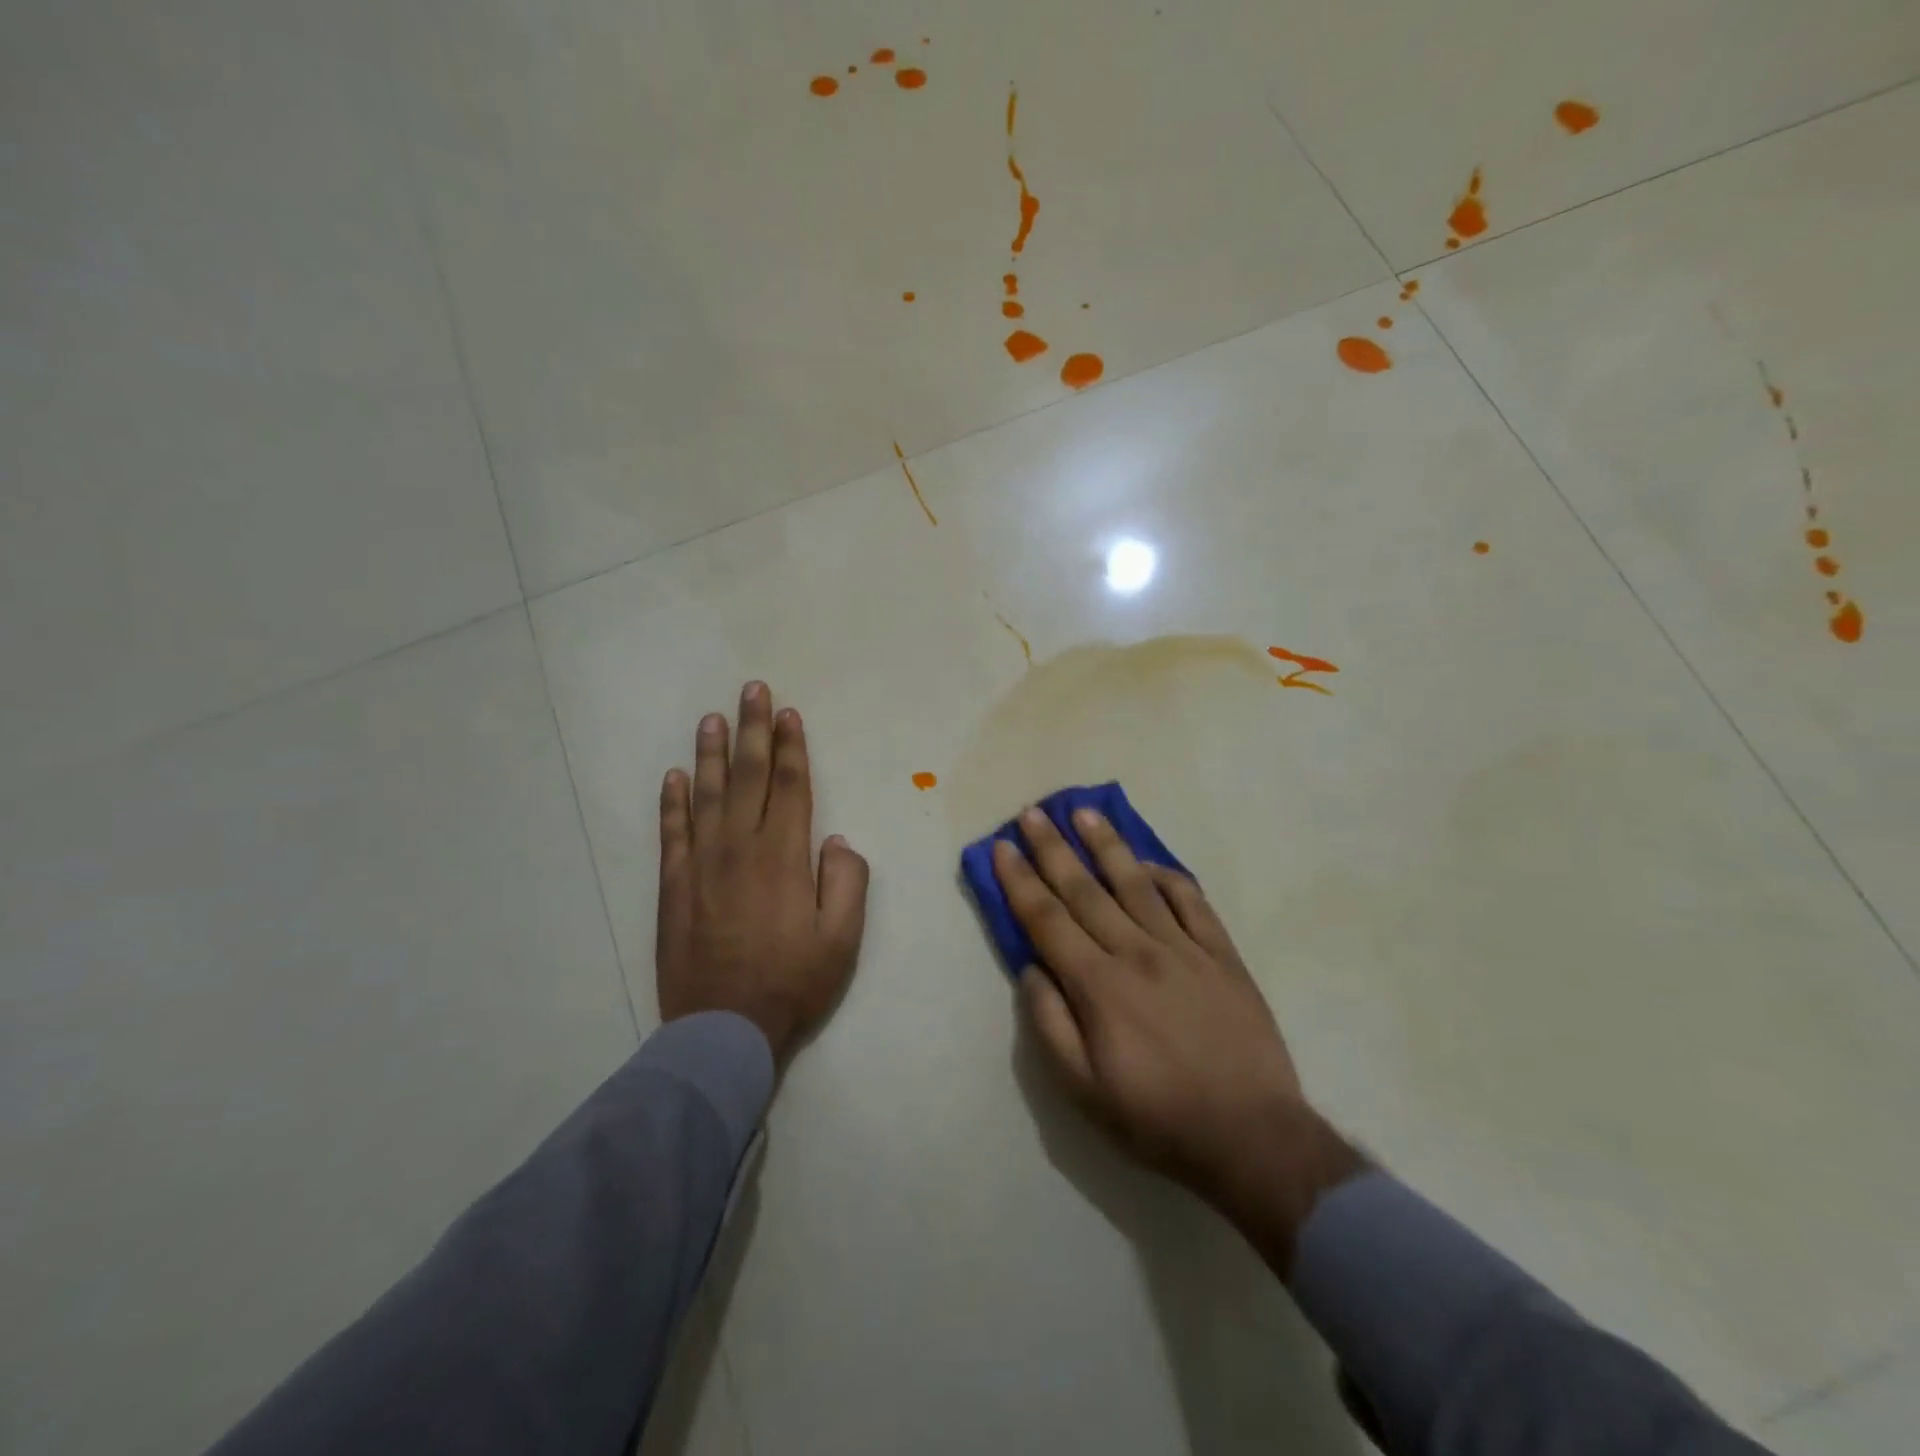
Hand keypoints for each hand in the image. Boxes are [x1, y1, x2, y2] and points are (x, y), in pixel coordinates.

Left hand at [656, 682, 869, 1063]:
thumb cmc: (792, 982)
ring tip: (712, 718)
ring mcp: (702, 864)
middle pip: (748, 776)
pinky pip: (672, 832)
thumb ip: (847, 881)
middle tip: (752, 690)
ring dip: (711, 753)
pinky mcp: (674, 886)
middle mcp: (741, 847)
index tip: (788, 714)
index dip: (791, 747)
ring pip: (707, 794)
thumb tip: (836, 840)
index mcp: (785, 856)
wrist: (723, 1028)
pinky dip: (672, 801)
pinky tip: (674, 776)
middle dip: (753, 730)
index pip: (791, 786)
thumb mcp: (842, 938)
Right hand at [994, 806, 1363, 1271]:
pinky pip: (1191, 901)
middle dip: (1053, 849)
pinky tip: (1149, 862)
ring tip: (1085, 813)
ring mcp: (1184, 949)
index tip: (1002, 848)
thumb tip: (1031, 969)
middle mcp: (1137, 953)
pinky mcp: (1222, 955)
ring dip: (1107, 845)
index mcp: (1099, 986)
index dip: (1020, 881)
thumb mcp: (1083, 1091)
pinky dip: (1168, 877)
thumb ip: (1049, 1024)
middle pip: (1085, 890)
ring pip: (1136, 883)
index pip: (1047, 919)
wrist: (1252, 1137)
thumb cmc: (1158, 1118)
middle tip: (1032, 814)